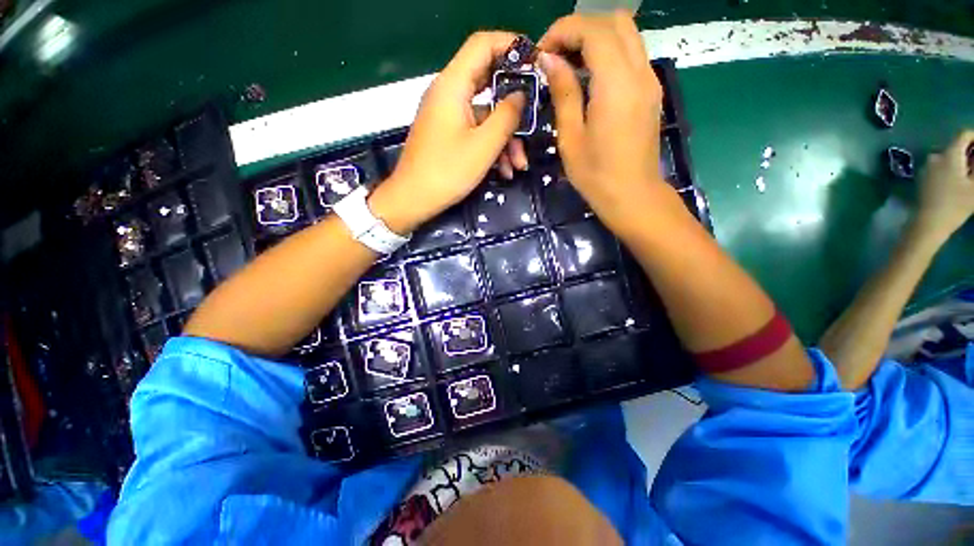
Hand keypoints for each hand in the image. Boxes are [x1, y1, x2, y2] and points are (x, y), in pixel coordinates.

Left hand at [370, 32, 526, 233]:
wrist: (413, 200)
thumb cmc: (447, 172)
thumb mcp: (484, 145)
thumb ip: (507, 116)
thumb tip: (521, 95)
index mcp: (452, 86)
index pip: (482, 45)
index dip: (511, 45)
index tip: (535, 60)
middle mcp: (448, 94)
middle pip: (487, 82)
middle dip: (513, 105)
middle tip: (533, 118)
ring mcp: (447, 116)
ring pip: (485, 115)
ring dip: (505, 138)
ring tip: (518, 165)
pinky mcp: (447, 135)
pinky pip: (475, 131)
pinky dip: (491, 147)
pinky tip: (504, 170)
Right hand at [537, 12, 669, 232]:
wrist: (632, 195)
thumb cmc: (595, 175)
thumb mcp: (570, 138)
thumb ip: (563, 93)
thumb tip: (549, 60)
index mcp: (616, 85)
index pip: (593, 30)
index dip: (563, 31)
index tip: (541, 54)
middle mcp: (639, 72)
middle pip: (614, 21)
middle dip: (580, 29)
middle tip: (555, 56)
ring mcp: (649, 80)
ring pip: (626, 33)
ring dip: (594, 38)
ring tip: (569, 65)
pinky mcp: (651, 90)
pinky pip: (631, 54)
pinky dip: (608, 52)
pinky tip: (588, 77)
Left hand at [915, 131, 973, 239]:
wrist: (928, 223)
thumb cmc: (956, 204)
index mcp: (949, 154)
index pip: (964, 135)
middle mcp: (935, 156)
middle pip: (956, 146)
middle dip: (970, 151)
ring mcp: (927, 168)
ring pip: (948, 158)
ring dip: (961, 161)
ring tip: (970, 174)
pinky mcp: (923, 178)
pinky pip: (940, 168)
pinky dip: (951, 170)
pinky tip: (959, 181)